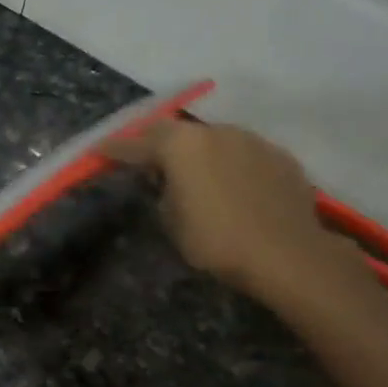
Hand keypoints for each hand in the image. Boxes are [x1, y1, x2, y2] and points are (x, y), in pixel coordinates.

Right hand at [104, 120, 369, 309]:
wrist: (288, 255)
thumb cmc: (217, 241)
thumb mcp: (172, 222)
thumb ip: (164, 192)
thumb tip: (170, 182)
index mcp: (180, 146)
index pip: (136, 143)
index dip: (115, 148)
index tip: (99, 151)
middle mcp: (214, 131)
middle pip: (175, 131)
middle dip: (156, 143)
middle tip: (146, 159)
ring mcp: (251, 140)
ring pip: (213, 139)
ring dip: (198, 153)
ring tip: (195, 175)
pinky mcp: (279, 155)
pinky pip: (244, 154)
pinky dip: (230, 165)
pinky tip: (233, 186)